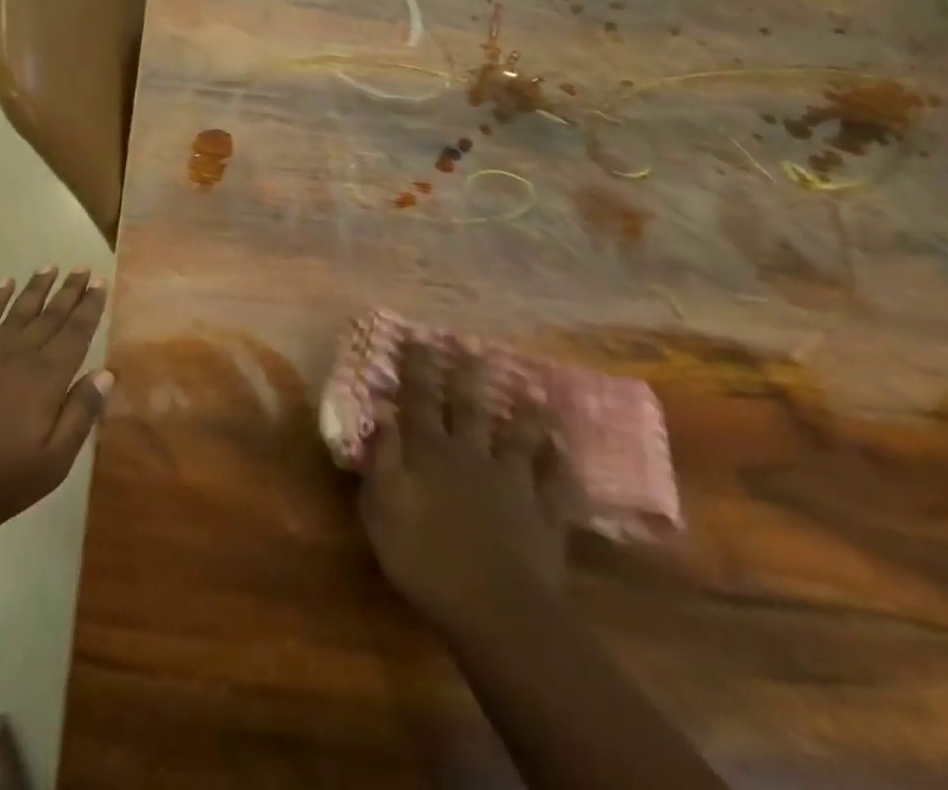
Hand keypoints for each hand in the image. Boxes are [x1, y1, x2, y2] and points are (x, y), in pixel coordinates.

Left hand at [0, 267, 111, 534]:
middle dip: (70, 291)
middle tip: (83, 267)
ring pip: (21, 309)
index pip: (76, 333)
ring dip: (37, 286)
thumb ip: (80, 415)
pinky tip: (4, 283)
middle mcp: (22, 354)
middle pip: (52, 315)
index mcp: (48, 378)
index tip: (100, 282)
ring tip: (51, 266)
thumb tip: (106, 373)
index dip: (90, 307)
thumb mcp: (52, 462)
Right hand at [358, 341, 575, 629]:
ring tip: (534, 390)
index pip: (420, 400)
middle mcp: (472, 456)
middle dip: (469, 375)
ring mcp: (513, 484)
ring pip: (521, 438)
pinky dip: (562, 466)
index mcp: (430, 452)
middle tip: (474, 345)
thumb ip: (381, 459)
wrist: (496, 610)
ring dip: (525, 413)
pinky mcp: (545, 516)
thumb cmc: (425, 559)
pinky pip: (558, 485)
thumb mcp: (382, 509)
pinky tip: (567, 452)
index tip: (420, 337)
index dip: (418, 367)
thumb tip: (382, 414)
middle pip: (471, 408)